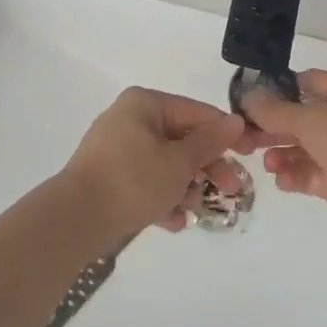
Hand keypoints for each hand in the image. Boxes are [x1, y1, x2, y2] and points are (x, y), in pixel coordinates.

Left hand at [61, 88, 249, 241]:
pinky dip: (161, 198)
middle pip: (182, 139)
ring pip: (165, 163)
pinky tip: (173, 223)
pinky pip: (145, 181)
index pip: (197, 113)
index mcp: (145, 103)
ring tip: (195, 211)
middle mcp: (130, 118)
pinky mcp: (109, 176)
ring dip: (185, 187)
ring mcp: (117, 148)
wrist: (75, 219)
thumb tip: (236, 121)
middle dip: (207, 168)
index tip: (251, 154)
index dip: (226, 134)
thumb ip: (210, 141)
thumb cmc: (133, 180)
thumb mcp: (179, 162)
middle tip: (232, 191)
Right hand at [244, 70, 326, 236]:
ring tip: (266, 163)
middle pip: (304, 119)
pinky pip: (313, 175)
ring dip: (283, 154)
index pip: (309, 82)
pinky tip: (281, 180)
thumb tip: (247, 96)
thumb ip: (275, 110)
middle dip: (274, 128)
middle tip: (245, 138)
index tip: (250, 101)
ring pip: (306, 149)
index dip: (279, 90)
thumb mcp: (310, 117)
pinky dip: (295, 176)